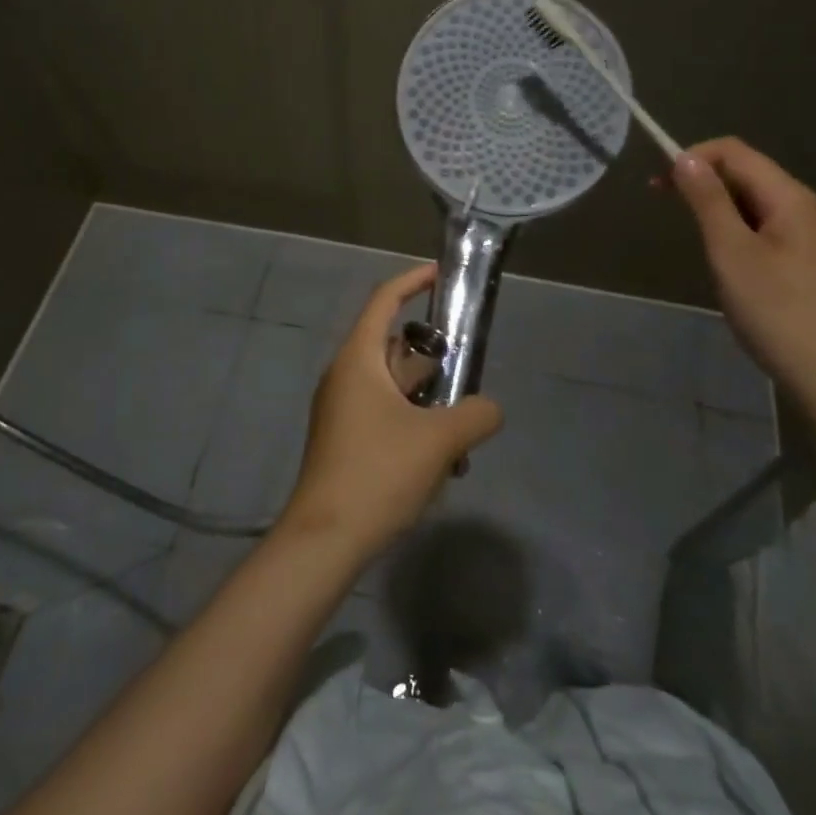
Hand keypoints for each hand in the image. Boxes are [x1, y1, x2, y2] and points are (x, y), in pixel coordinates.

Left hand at [280, 263, 503, 559]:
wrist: (325, 539)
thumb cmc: (377, 473)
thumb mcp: (439, 440)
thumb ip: (475, 415)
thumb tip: (490, 409)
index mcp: (358, 359)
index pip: (384, 301)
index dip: (412, 281)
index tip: (440, 274)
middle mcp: (346, 376)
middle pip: (394, 347)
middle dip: (433, 357)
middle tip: (469, 369)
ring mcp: (343, 410)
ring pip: (393, 386)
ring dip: (429, 398)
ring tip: (464, 425)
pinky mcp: (346, 440)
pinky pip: (386, 414)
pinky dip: (414, 422)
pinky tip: (442, 459)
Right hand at [671, 137, 815, 407]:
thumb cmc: (781, 313)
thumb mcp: (732, 253)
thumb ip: (709, 202)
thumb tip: (686, 158)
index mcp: (791, 198)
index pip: (734, 152)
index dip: (692, 157)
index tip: (657, 185)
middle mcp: (808, 210)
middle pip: (749, 175)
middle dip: (704, 184)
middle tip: (666, 212)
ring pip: (758, 208)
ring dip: (720, 213)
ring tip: (699, 247)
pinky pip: (770, 234)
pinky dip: (740, 237)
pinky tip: (732, 272)